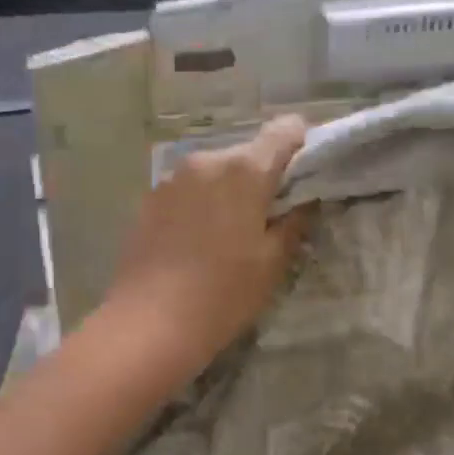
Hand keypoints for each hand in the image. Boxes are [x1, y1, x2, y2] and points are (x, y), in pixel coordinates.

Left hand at [100, 116, 313, 382]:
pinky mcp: (148, 200)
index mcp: (244, 169)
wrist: (149, 324)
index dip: (301, 146)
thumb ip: (294, 222)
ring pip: (214, 173)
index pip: (285, 130)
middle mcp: (206, 160)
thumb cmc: (223, 294)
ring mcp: (172, 179)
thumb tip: (303, 202)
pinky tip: (195, 244)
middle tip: (268, 219)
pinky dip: (199, 205)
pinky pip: (187, 191)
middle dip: (261, 178)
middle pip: (247, 154)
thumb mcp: (273, 263)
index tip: (304, 177)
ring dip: (227, 192)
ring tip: (227, 236)